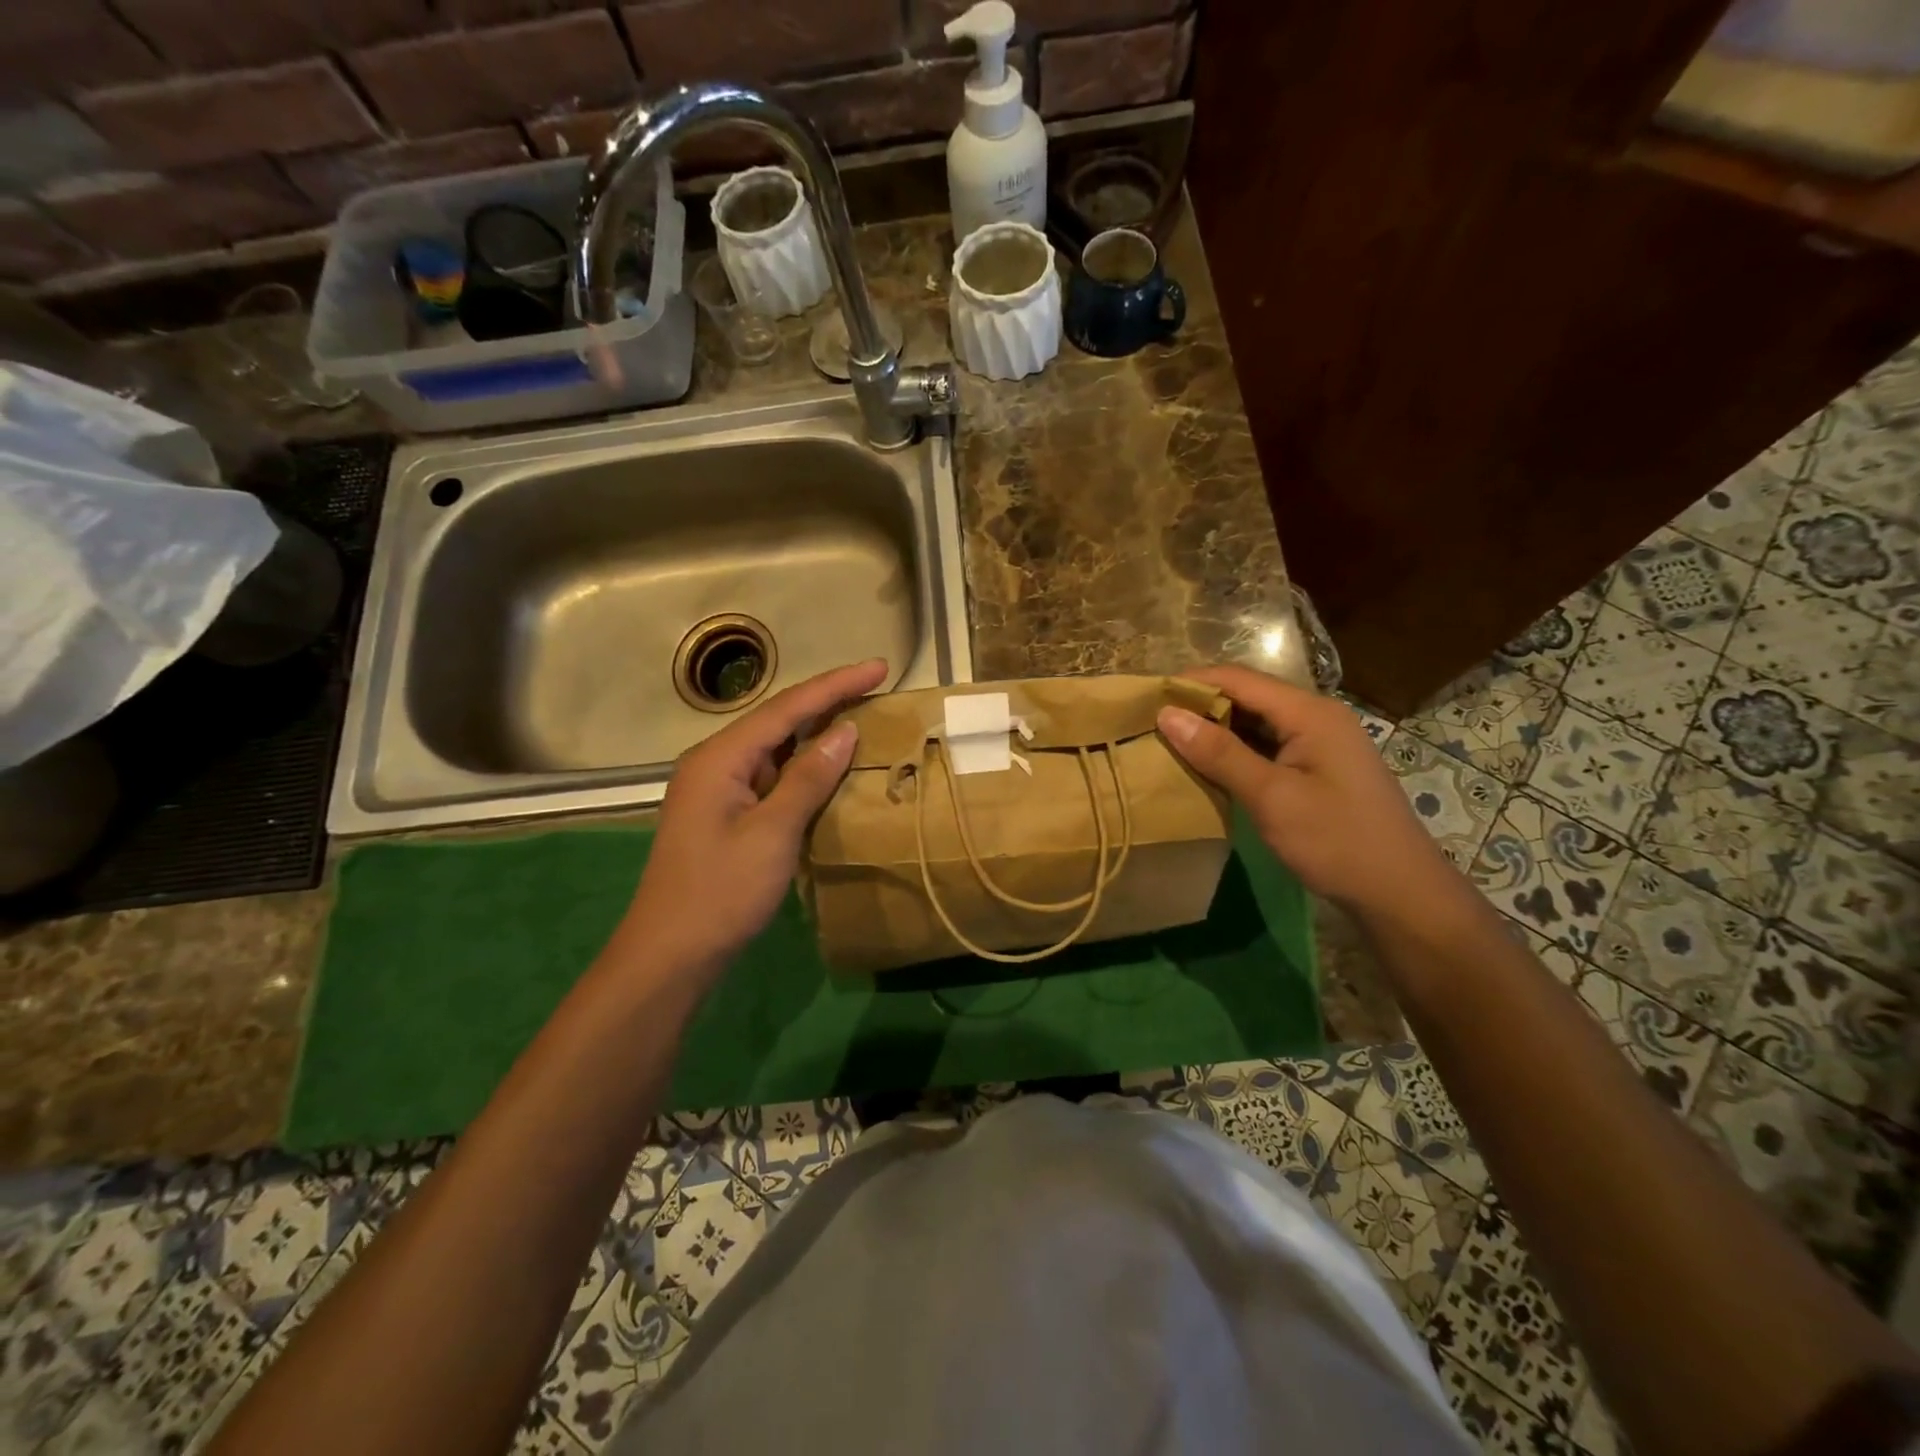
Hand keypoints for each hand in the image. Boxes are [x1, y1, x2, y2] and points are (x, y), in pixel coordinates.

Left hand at [619, 659, 888, 975]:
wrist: (671, 953)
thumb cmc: (721, 892)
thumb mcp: (772, 833)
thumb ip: (808, 777)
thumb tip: (845, 731)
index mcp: (719, 757)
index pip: (786, 707)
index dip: (836, 685)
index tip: (879, 667)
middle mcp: (715, 762)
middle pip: (778, 719)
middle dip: (827, 701)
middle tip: (876, 686)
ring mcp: (718, 789)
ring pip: (775, 747)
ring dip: (816, 733)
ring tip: (862, 716)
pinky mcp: (725, 813)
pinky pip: (771, 775)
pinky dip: (803, 767)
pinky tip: (829, 767)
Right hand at [1157, 664, 1459, 919]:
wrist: (1400, 894)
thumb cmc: (1336, 842)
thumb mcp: (1271, 797)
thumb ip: (1219, 753)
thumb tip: (1167, 714)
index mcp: (1310, 713)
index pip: (1239, 679)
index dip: (1191, 683)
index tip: (1146, 698)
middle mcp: (1316, 717)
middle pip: (1247, 696)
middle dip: (1199, 706)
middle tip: (1151, 724)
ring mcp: (1319, 743)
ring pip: (1255, 723)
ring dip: (1215, 730)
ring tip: (1169, 743)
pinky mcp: (1317, 768)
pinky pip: (1267, 746)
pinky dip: (1235, 752)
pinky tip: (1207, 767)